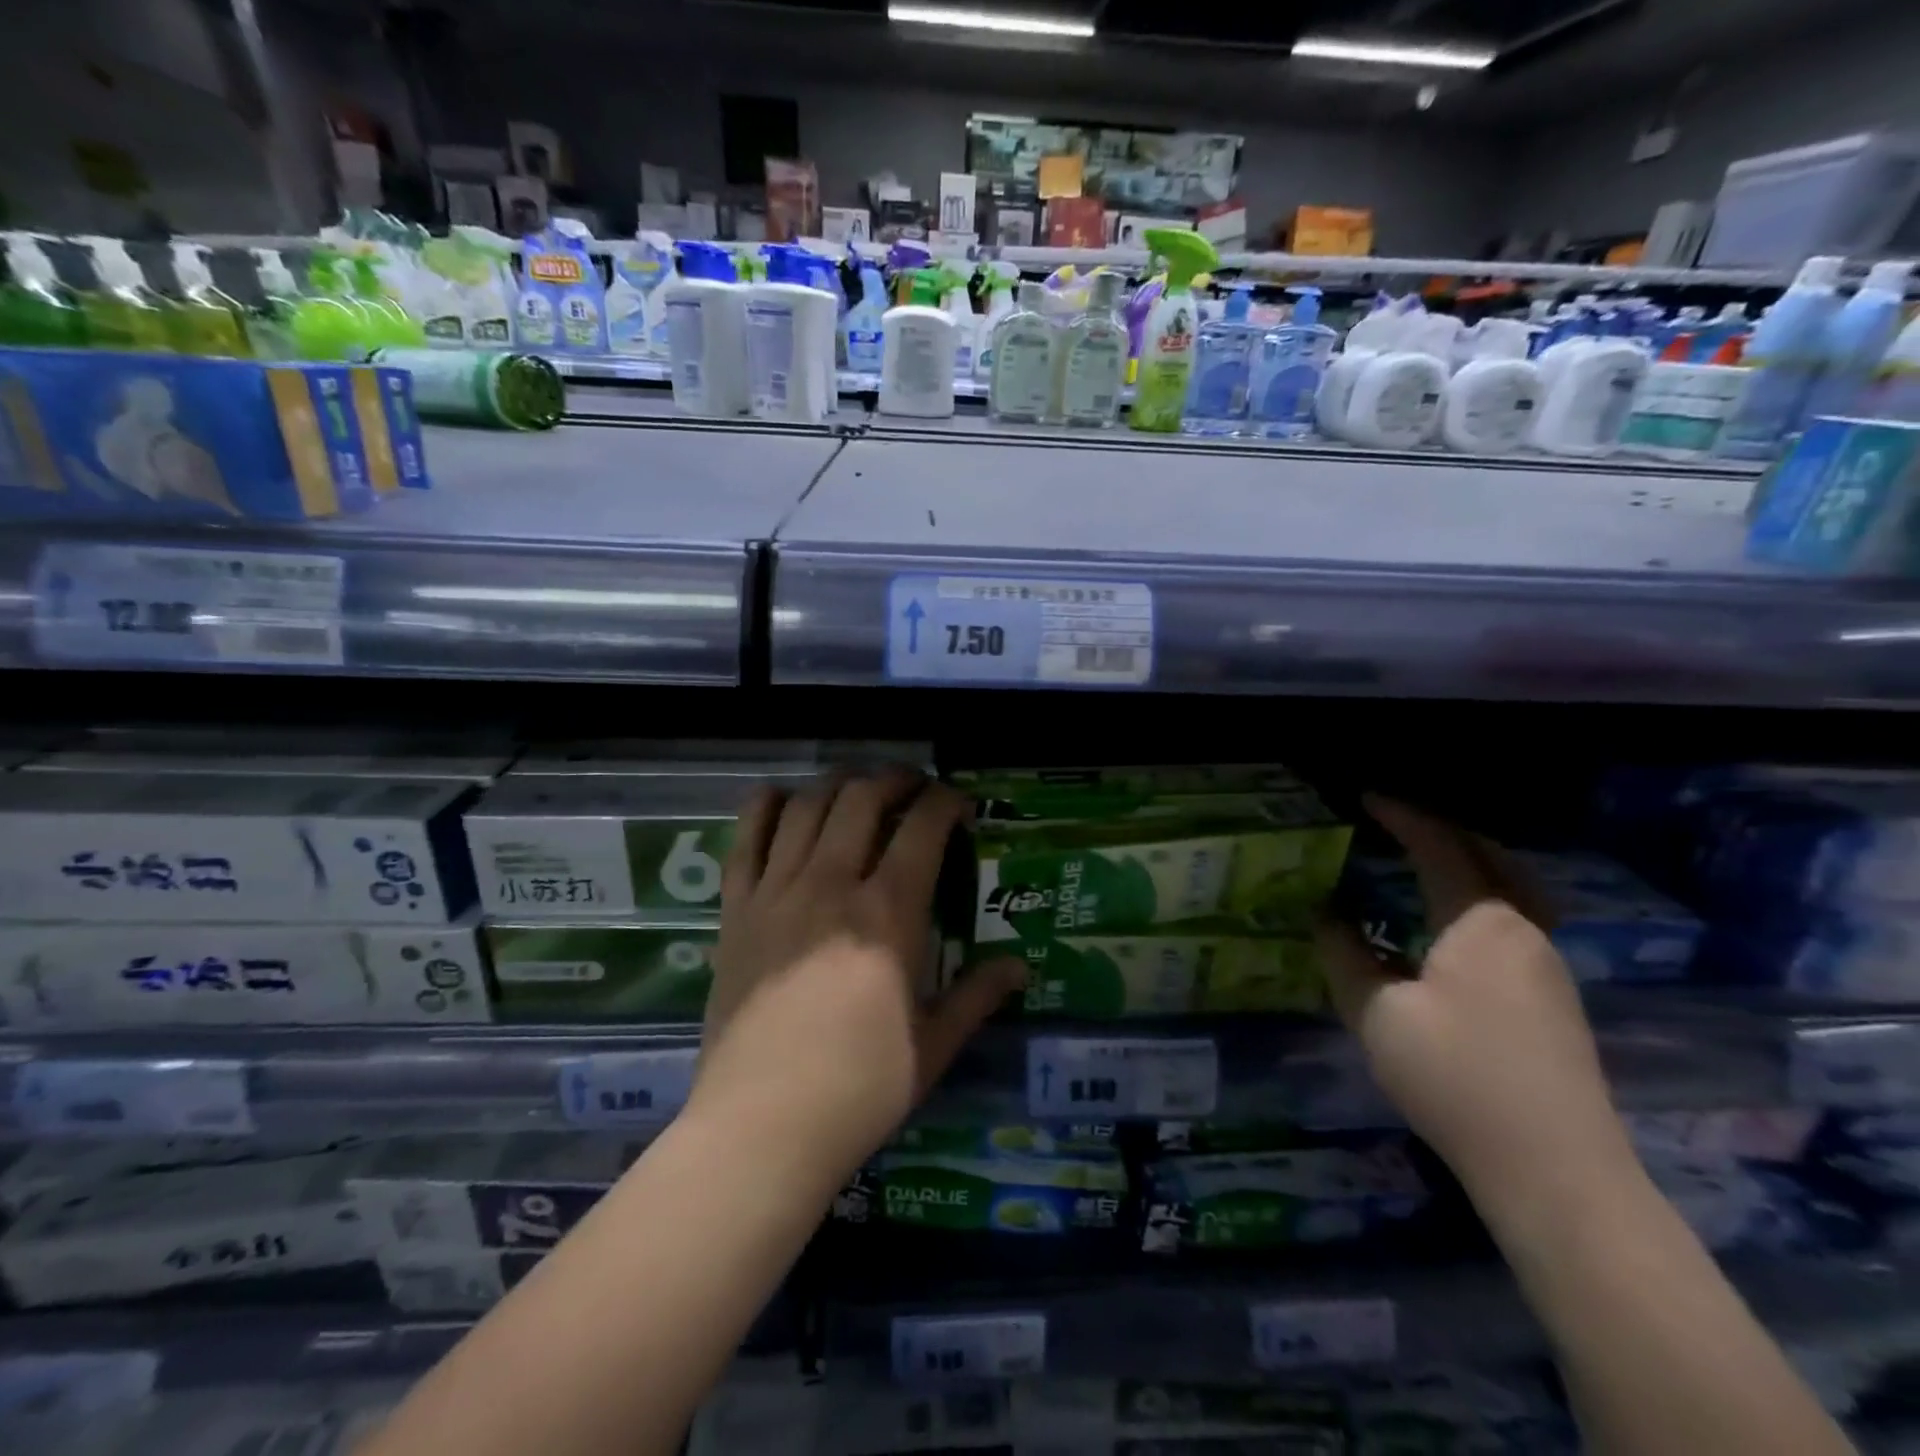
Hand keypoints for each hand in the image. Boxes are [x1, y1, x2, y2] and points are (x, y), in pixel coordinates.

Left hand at [689, 770, 1026, 1183]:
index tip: (958, 806)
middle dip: (895, 780)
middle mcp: (832, 884)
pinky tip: (782, 800)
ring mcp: (777, 891)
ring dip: (837, 784)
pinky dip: (765, 806)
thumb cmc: (859, 1089)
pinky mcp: (736, 909)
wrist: (761, 1125)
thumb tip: (1020, 967)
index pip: (923, 827)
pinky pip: (746, 838)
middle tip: (912, 788)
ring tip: (856, 789)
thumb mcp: (933, 1046)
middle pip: (862, 799)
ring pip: (807, 805)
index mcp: (888, 913)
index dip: (946, 802)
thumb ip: (977, 996)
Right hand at [1315, 796, 1638, 1212]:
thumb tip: (1326, 915)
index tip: (1365, 796)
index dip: (1402, 815)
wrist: (1556, 1170)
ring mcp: (1548, 967)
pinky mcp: (1555, 1000)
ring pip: (1512, 890)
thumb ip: (1344, 955)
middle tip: (1398, 823)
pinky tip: (1453, 926)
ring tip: (1426, 863)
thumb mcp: (1376, 1013)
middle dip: (1444, 832)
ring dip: (1470, 864)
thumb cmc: (1457, 1077)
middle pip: (1491, 858)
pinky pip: (1515, 920)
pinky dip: (1482, 898)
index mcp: (1481, 922)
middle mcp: (1523, 930)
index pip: (1440, 846)